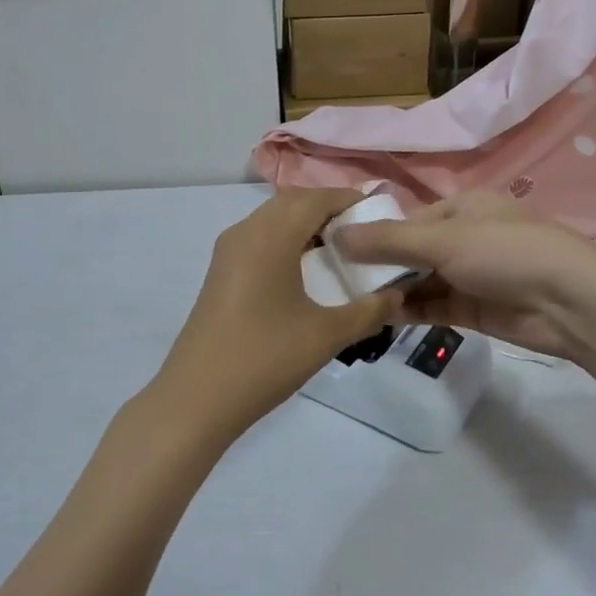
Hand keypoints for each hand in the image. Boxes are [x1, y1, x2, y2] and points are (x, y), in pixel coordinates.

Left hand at [148, 190, 399, 446]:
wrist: (197, 397)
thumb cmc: (265, 358)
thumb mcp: (326, 335)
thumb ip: (369, 311)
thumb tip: (398, 294)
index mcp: (270, 236)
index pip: (316, 198)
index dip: (348, 200)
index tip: (379, 214)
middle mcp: (246, 231)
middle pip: (293, 202)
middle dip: (329, 209)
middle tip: (364, 233)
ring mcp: (229, 250)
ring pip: (273, 218)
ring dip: (305, 224)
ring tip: (340, 251)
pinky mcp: (221, 270)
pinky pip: (259, 237)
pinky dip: (286, 239)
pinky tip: (306, 271)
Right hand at [335, 192, 595, 361]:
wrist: (571, 303)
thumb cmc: (505, 252)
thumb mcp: (442, 239)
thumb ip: (388, 241)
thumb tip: (336, 234)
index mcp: (460, 207)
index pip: (405, 219)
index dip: (372, 234)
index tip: (335, 250)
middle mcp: (463, 237)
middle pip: (410, 250)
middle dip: (378, 265)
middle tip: (334, 281)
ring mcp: (469, 274)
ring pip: (419, 280)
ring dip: (391, 289)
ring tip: (349, 301)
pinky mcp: (474, 308)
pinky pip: (432, 306)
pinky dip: (408, 310)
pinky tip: (378, 316)